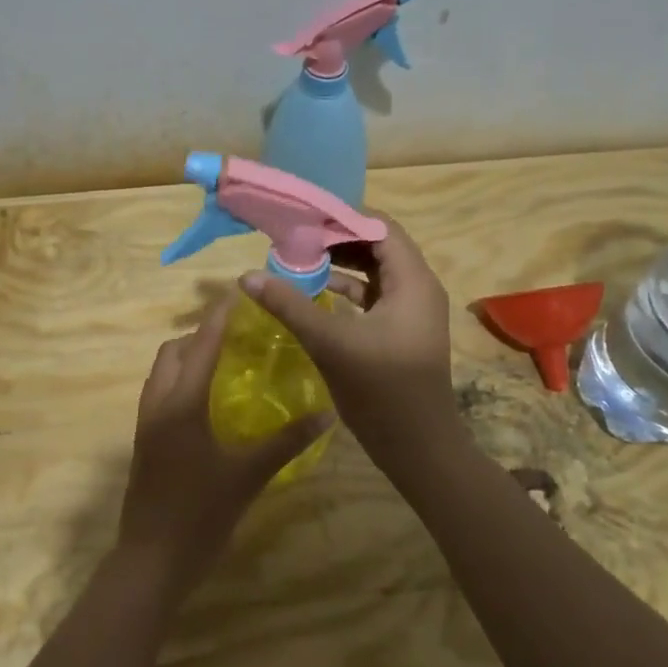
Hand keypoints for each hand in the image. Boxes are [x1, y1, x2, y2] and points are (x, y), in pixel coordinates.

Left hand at [116, 294, 332, 606]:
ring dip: (187, 357)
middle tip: (238, 334)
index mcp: (181, 403)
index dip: (219, 317)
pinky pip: (160, 393)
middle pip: (173, 351)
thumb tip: (325, 413)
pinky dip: (181, 381)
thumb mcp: (248, 476)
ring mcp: (146, 423)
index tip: (240, 295)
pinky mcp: (144, 442)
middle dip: (200, 334)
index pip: (201, 345)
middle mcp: (158, 404)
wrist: (151, 561)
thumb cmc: (200, 515)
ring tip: (225, 361)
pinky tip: (209, 400)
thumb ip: (286, 441)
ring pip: (161, 372)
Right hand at [238, 215, 461, 469]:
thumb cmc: (382, 391)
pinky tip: (314, 292)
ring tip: (297, 258)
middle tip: (293, 237)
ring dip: (339, 264)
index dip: (341, 218)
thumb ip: (290, 306)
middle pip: (377, 245)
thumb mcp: (332, 344)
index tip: (301, 217)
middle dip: (335, 239)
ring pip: (374, 271)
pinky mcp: (401, 331)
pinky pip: (373, 296)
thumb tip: (247, 276)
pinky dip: (346, 289)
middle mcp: (417, 288)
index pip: (379, 227)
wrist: (419, 449)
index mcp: (412, 281)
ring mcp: (411, 311)